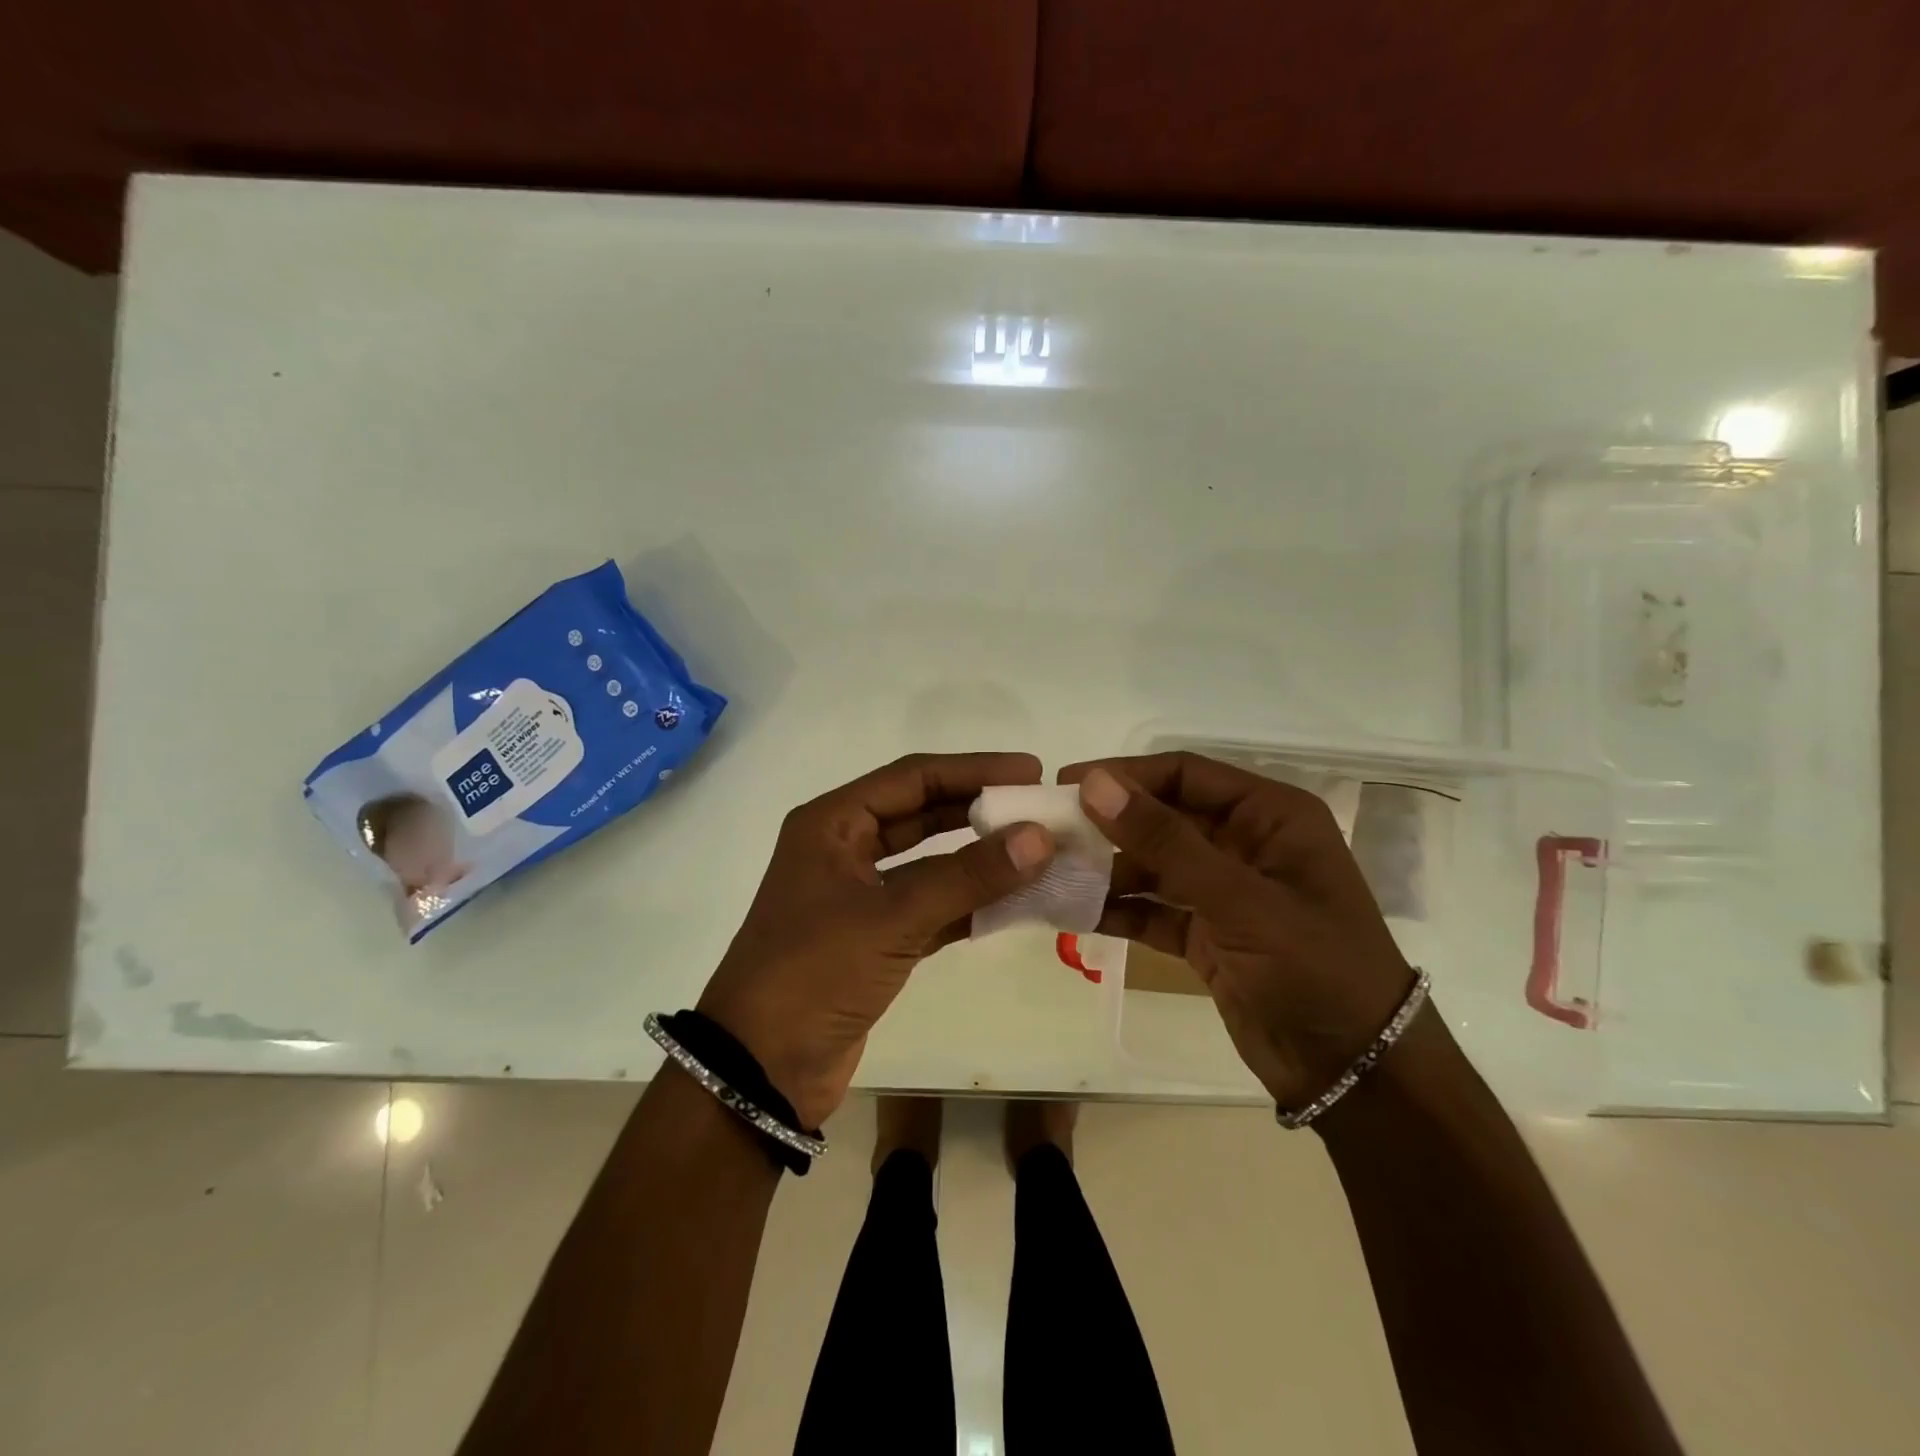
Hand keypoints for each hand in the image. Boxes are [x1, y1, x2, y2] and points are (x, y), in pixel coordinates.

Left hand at [698, 753, 1055, 1127]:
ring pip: (930, 862)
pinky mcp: (875, 938)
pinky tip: (1016, 903)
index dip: (973, 770)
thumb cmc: (814, 973)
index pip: (913, 778)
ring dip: (979, 859)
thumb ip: (967, 876)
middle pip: (922, 814)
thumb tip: (1040, 837)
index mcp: (832, 824)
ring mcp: (859, 895)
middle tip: (1039, 809)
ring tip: (1039, 852)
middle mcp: (844, 849)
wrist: (760, 1070)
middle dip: (979, 810)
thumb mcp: (891, 918)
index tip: (1029, 771)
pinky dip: (969, 905)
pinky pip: (932, 906)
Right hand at [1061, 752, 1416, 1112]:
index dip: (1125, 775)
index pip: (1185, 774)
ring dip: (1107, 868)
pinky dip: (1119, 908)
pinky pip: (1153, 907)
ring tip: (1053, 873)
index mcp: (1270, 816)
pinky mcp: (1207, 932)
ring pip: (1153, 863)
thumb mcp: (1240, 900)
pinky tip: (1074, 912)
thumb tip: (1095, 785)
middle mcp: (1246, 843)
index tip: (1065, 785)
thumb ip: (1166, 841)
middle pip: (1164, 816)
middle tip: (1047, 830)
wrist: (1355, 1074)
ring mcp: (1225, 891)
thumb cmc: (1314, 969)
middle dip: (1109, 823)